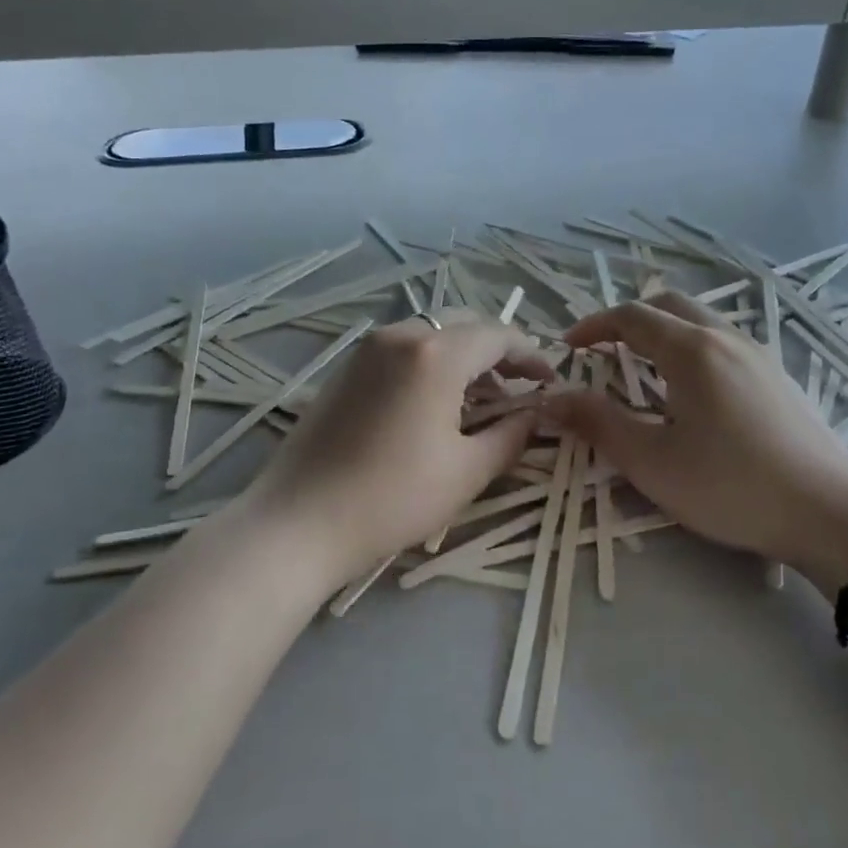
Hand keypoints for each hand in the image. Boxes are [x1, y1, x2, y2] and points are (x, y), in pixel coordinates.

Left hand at [238, 313, 554, 588]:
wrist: (299, 521)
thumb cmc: (392, 498)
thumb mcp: (466, 471)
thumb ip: (511, 435)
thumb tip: (536, 415)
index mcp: (435, 354)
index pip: (498, 335)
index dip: (531, 355)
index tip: (549, 382)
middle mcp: (401, 335)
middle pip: (464, 326)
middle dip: (497, 353)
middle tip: (518, 390)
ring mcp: (368, 348)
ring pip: (432, 335)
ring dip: (463, 358)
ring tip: (480, 401)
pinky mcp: (346, 367)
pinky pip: (403, 350)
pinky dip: (430, 364)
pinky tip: (434, 404)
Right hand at [551, 292, 847, 588]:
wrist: (832, 513)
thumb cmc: (731, 486)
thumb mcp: (652, 461)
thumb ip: (598, 424)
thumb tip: (550, 398)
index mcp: (691, 350)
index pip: (631, 316)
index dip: (594, 326)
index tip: (568, 348)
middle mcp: (726, 338)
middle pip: (668, 305)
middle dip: (627, 320)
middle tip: (602, 350)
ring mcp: (758, 354)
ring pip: (699, 321)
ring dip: (662, 331)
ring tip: (641, 369)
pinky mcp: (777, 376)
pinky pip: (723, 342)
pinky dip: (690, 347)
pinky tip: (690, 391)